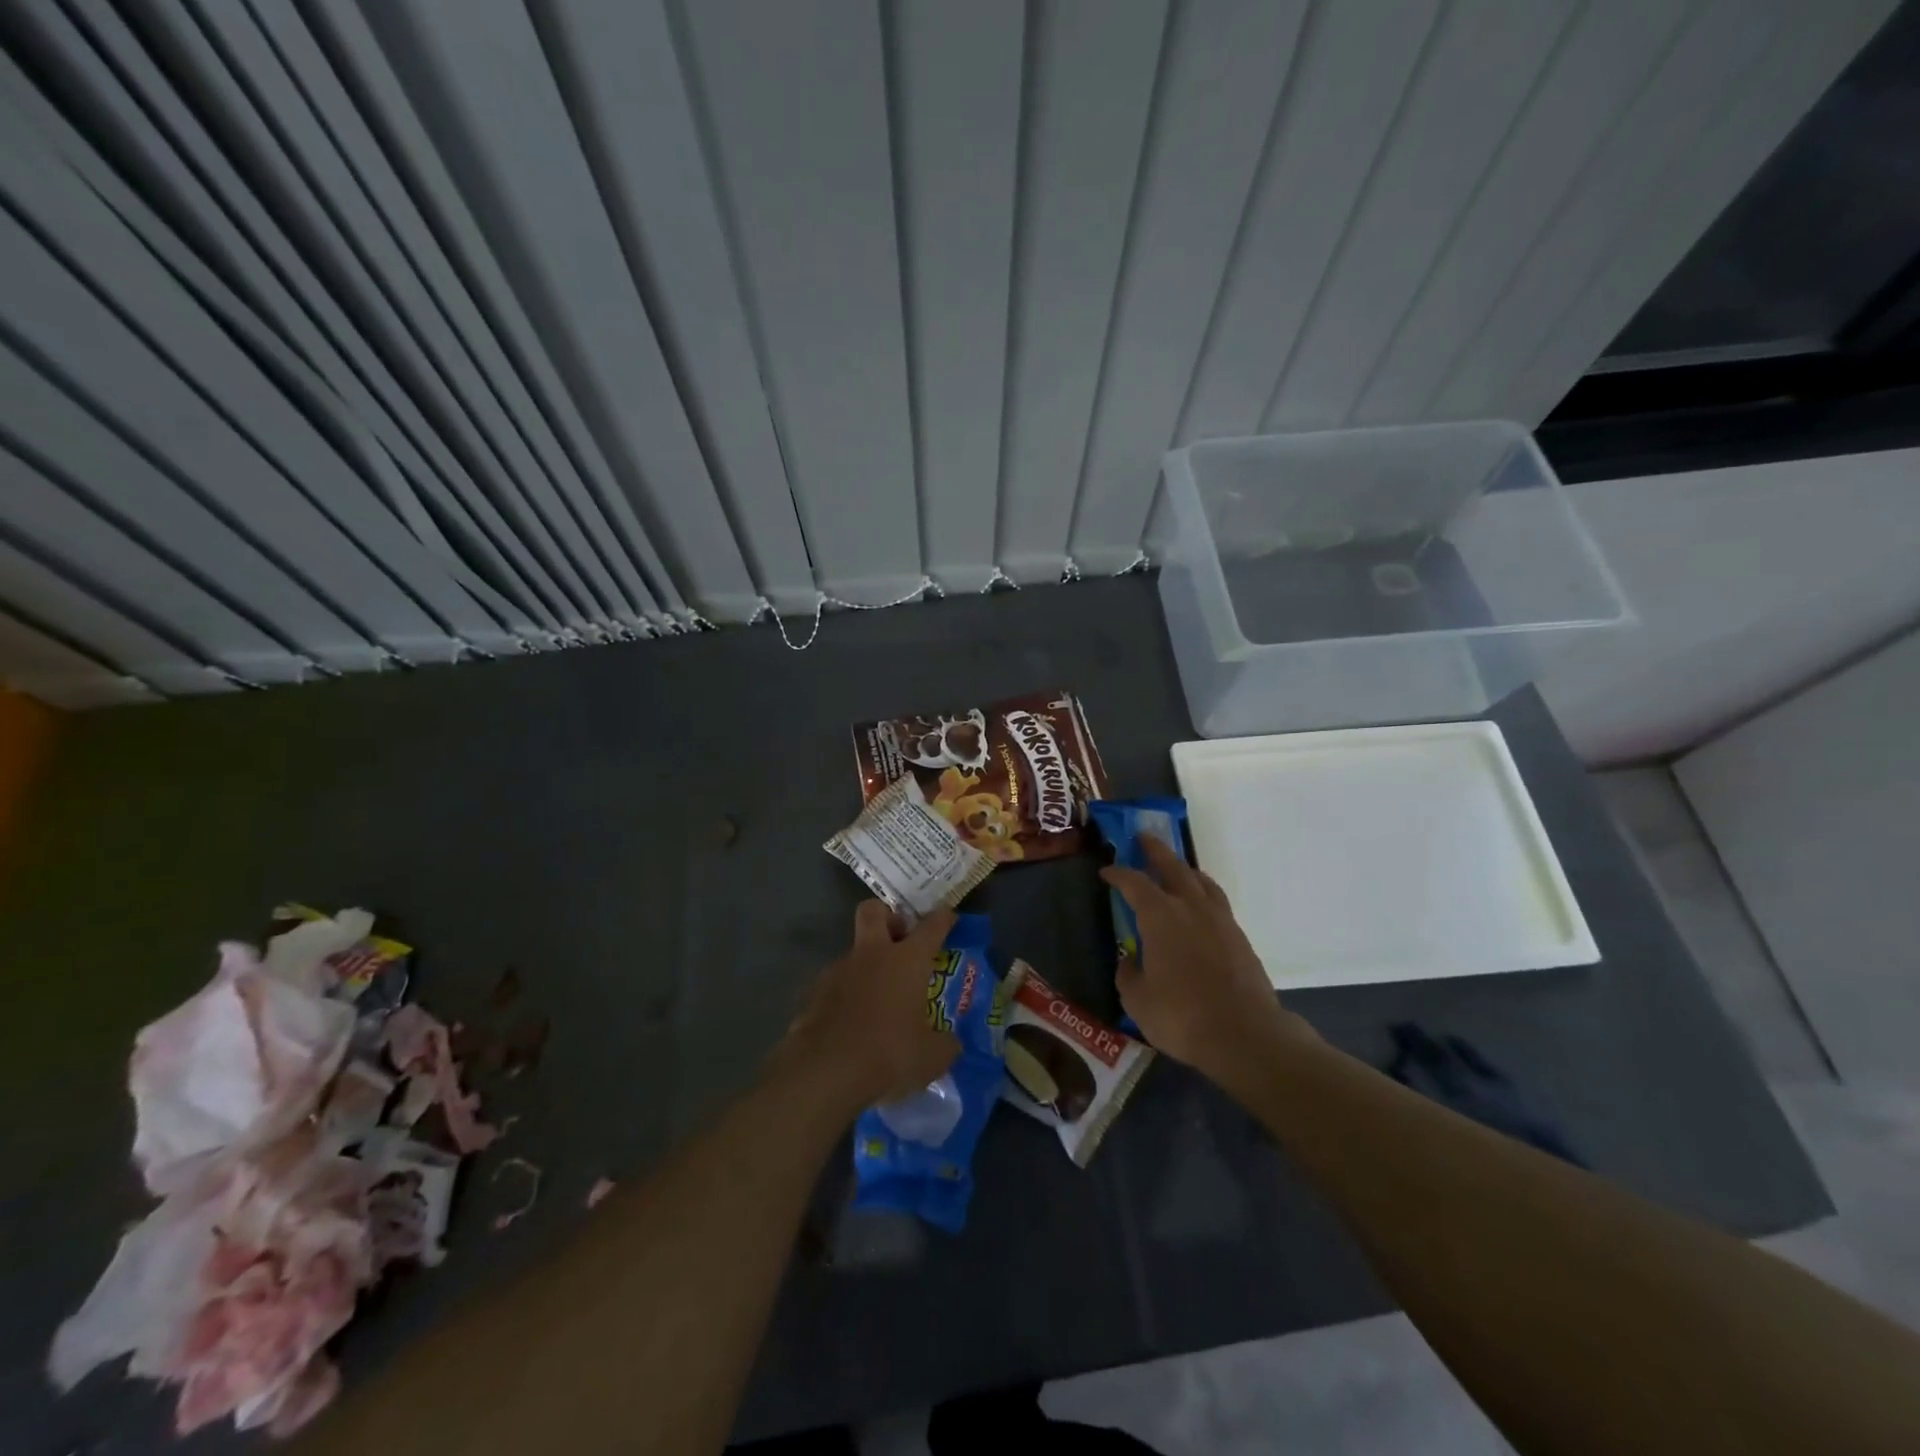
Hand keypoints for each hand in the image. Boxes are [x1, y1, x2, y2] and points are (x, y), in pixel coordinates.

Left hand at [785, 902, 960, 1109]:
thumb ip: (945, 1044)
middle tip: (900, 938)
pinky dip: (848, 994)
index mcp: (907, 960)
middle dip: (888, 916)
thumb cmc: (888, 1054)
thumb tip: (950, 1042)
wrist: (825, 1071)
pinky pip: (837, 983)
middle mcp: (872, 955)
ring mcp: (839, 970)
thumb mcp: (931, 1057)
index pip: (931, 926)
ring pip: (854, 951)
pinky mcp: (815, 993)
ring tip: (879, 998)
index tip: (948, 916)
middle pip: (874, 911)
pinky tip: (854, 1021)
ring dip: (868, 964)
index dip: (943, 918)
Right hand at [1101, 836, 1317, 1084]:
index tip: (1106, 872)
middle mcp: (1191, 907)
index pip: (1134, 883)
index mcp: (1160, 916)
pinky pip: (1217, 902)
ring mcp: (1220, 921)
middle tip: (1144, 837)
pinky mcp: (1240, 938)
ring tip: (1177, 867)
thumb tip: (1129, 961)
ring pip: (1201, 881)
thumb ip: (1128, 974)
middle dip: (1156, 851)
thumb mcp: (1137, 1000)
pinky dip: (1204, 894)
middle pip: (1173, 867)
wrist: (1244, 1034)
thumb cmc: (1181, 1015)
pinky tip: (1201, 906)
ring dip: (1185, 869)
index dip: (1118, 874)